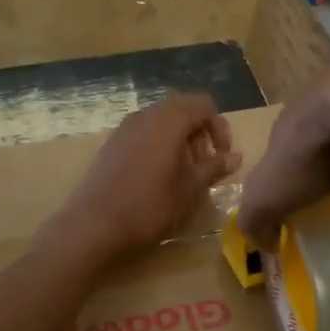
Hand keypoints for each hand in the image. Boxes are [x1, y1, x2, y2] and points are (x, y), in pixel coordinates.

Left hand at [54, 95, 240, 262]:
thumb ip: (214, 167)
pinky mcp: (111, 144)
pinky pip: (143, 133)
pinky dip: (159, 145)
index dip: (219, 127)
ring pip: (161, 121)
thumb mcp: (191, 189)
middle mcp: (146, 116)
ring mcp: (125, 128)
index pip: (203, 105)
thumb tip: (236, 156)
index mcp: (169, 121)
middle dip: (200, 132)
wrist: (94, 225)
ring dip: (179, 139)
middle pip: (182, 109)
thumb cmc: (150, 207)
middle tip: (205, 164)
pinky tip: (158, 176)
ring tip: (184, 173)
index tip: (222, 157)